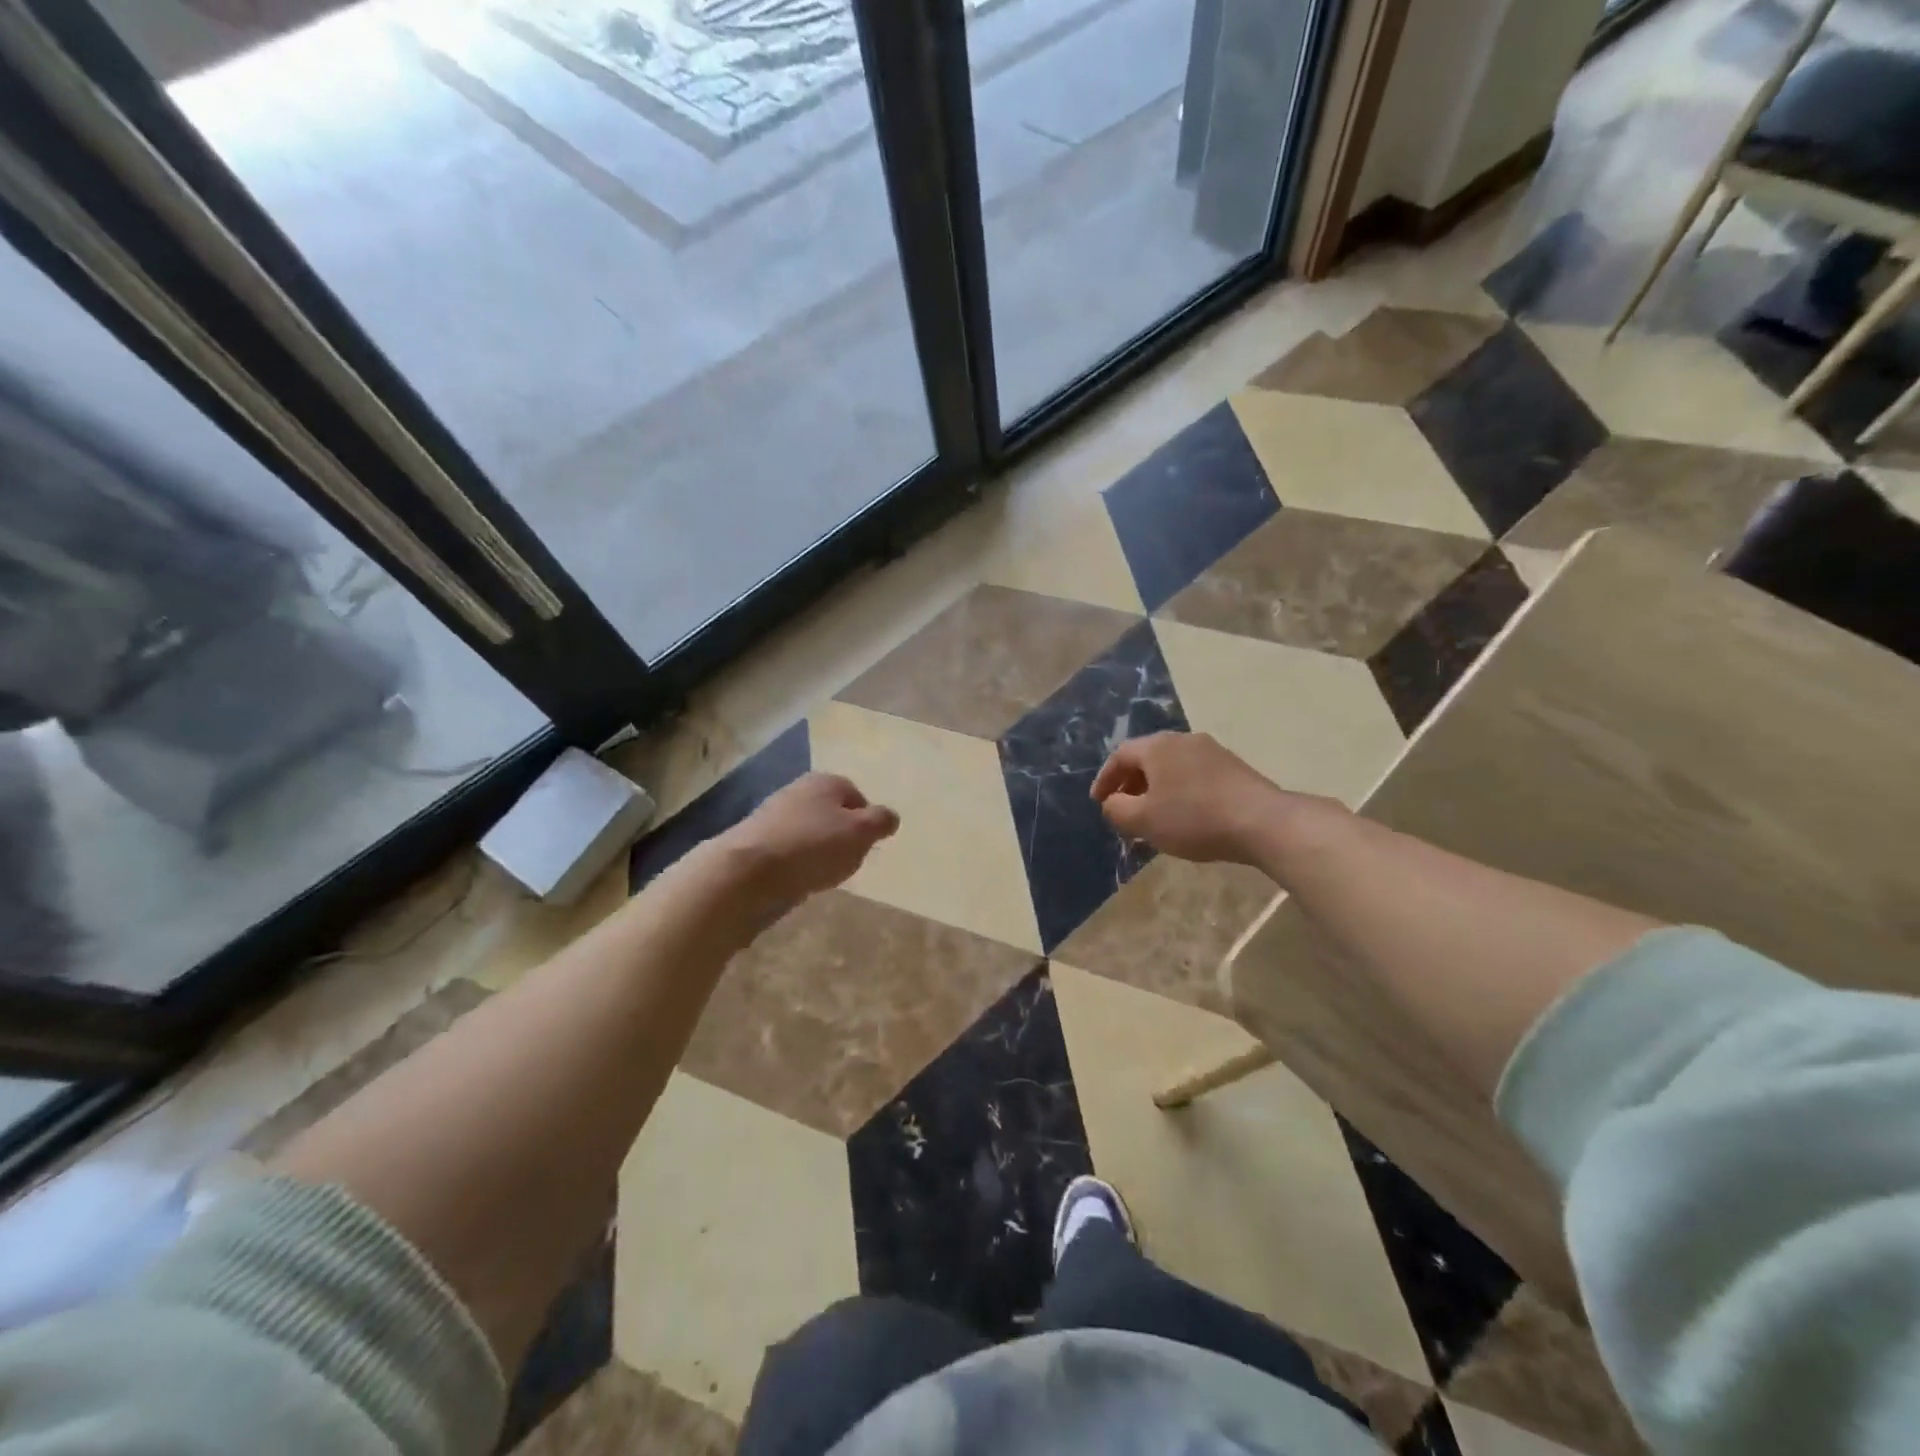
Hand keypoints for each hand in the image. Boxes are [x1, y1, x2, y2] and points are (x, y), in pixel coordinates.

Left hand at [715, 772, 899, 910]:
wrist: (747, 872)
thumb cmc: (813, 846)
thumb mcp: (860, 832)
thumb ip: (880, 822)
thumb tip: (889, 817)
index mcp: (825, 781)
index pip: (857, 796)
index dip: (867, 822)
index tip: (867, 847)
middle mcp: (798, 791)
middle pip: (832, 814)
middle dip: (842, 838)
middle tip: (847, 862)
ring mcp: (773, 816)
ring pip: (810, 834)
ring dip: (818, 853)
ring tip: (822, 876)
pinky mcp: (756, 843)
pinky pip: (789, 852)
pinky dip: (797, 865)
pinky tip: (798, 881)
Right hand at [1090, 732, 1281, 863]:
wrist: (1262, 822)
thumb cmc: (1194, 818)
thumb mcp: (1143, 820)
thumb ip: (1117, 809)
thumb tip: (1112, 802)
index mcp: (1157, 746)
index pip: (1120, 755)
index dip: (1105, 779)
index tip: (1098, 801)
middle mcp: (1183, 740)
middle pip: (1147, 758)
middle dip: (1130, 784)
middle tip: (1123, 808)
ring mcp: (1212, 751)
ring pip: (1172, 767)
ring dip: (1156, 789)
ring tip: (1152, 816)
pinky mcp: (1233, 767)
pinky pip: (1193, 775)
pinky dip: (1179, 791)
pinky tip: (1184, 815)